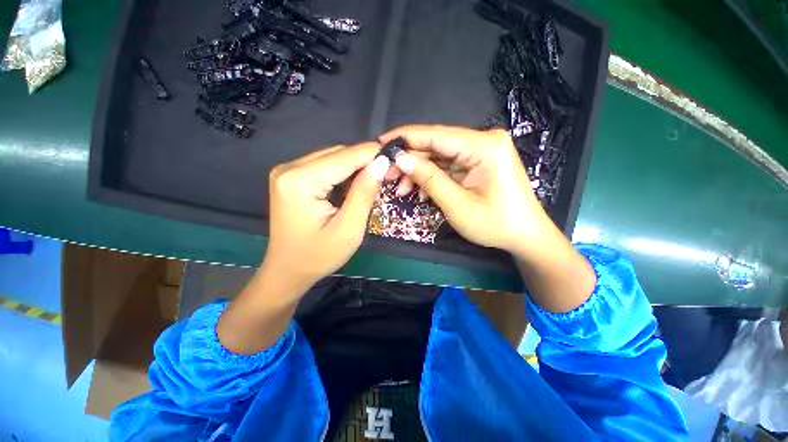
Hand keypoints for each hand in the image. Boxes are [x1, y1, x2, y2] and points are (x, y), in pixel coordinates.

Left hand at [263, 142, 389, 288]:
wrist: (288, 270)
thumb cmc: (319, 256)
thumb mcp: (349, 228)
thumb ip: (364, 193)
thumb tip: (381, 163)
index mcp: (300, 181)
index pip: (345, 156)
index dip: (373, 154)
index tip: (396, 158)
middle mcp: (289, 168)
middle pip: (337, 154)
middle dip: (365, 161)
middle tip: (386, 175)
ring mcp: (287, 171)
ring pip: (332, 157)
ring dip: (355, 167)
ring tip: (372, 183)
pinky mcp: (291, 177)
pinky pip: (324, 166)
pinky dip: (343, 173)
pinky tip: (352, 187)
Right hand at [381, 125, 594, 312]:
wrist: (524, 237)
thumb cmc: (495, 224)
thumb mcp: (457, 204)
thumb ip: (429, 178)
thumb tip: (401, 159)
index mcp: (485, 146)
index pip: (437, 134)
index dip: (406, 137)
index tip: (381, 142)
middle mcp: (484, 141)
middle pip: (437, 145)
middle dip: (410, 161)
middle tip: (387, 175)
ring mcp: (481, 152)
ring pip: (439, 157)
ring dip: (419, 173)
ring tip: (401, 190)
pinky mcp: (477, 164)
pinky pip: (448, 167)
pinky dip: (432, 178)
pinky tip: (421, 192)